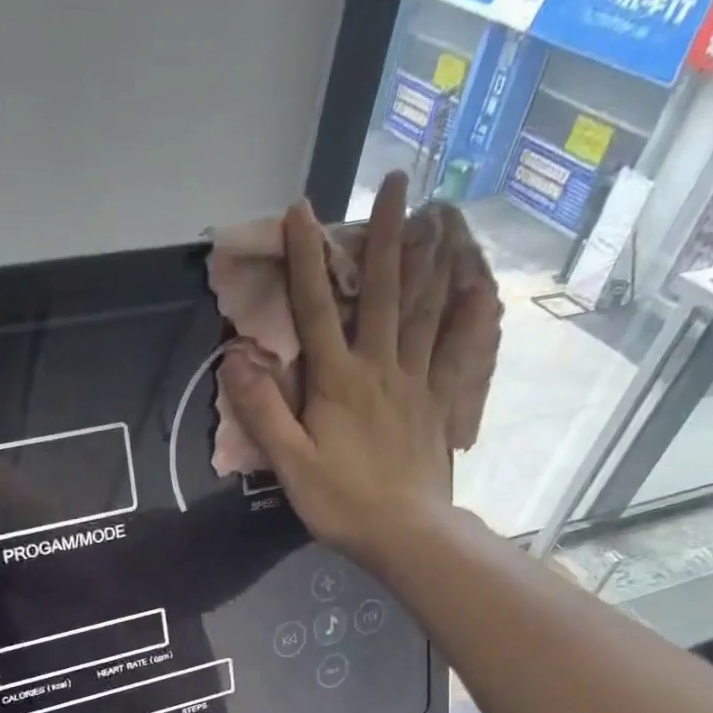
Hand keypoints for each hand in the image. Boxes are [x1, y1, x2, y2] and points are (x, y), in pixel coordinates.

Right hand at [221, 171, 502, 573]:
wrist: (405, 533)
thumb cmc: (340, 501)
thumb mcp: (289, 462)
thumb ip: (263, 410)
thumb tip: (235, 359)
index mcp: (337, 380)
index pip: (315, 309)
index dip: (305, 258)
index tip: (300, 209)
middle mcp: (380, 366)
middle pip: (383, 291)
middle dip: (387, 234)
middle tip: (398, 180)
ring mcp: (415, 381)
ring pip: (425, 309)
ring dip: (430, 259)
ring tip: (439, 215)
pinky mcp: (439, 402)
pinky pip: (456, 349)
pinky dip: (467, 315)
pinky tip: (477, 288)